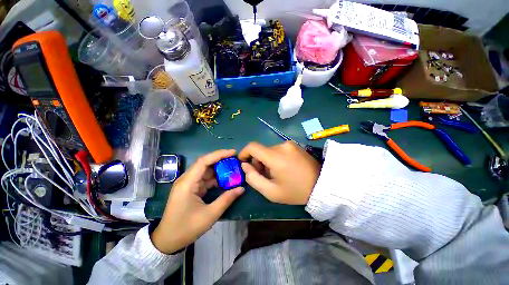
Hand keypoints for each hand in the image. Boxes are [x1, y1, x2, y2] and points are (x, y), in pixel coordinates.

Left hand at [151, 149, 244, 253]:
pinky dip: (215, 178)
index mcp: (187, 183)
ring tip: (233, 168)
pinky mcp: (190, 188)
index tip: (233, 152)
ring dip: (219, 169)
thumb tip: (242, 188)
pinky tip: (225, 179)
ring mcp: (188, 184)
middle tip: (235, 159)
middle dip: (221, 160)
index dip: (219, 154)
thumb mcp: (210, 215)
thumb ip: (226, 199)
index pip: (204, 161)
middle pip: (205, 163)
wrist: (167, 241)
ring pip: (206, 171)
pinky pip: (205, 179)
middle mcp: (186, 179)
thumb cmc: (186, 228)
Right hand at [238, 142, 320, 204]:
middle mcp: (282, 146)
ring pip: (269, 150)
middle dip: (258, 162)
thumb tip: (245, 165)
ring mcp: (289, 144)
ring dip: (267, 160)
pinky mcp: (294, 145)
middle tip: (264, 175)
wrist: (321, 185)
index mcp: (276, 157)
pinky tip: (283, 167)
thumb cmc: (295, 192)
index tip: (243, 162)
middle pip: (261, 150)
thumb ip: (253, 178)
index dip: (244, 153)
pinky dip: (275, 157)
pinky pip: (278, 149)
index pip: (253, 147)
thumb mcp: (271, 192)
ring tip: (276, 173)